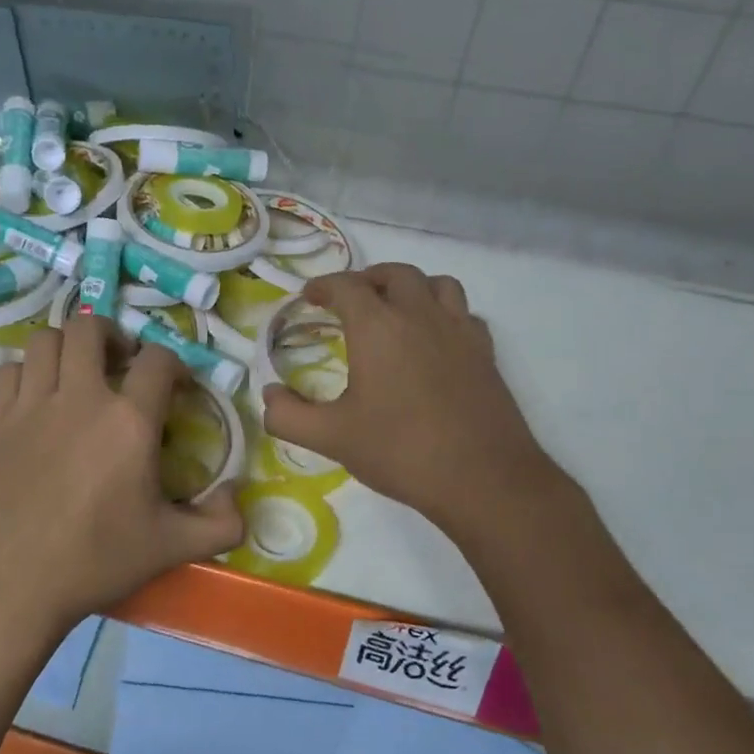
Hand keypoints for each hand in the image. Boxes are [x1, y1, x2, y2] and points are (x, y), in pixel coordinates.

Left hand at [0, 313, 243, 636]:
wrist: (7, 587)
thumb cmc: (94, 563)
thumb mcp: (171, 548)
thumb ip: (221, 523)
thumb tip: (237, 495)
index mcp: (129, 421)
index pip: (158, 360)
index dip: (173, 364)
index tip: (176, 387)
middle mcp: (80, 398)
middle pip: (91, 328)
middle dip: (112, 336)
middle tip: (120, 364)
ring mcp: (31, 405)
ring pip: (45, 340)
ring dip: (67, 347)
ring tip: (76, 374)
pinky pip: (9, 370)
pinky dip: (27, 372)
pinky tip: (36, 399)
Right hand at [262, 264, 566, 538]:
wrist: (483, 479)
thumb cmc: (400, 451)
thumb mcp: (331, 438)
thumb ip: (288, 416)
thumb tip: (268, 395)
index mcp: (378, 327)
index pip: (346, 286)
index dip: (324, 286)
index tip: (310, 296)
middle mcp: (420, 315)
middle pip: (394, 274)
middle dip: (367, 279)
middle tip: (350, 300)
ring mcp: (459, 331)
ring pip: (437, 284)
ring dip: (411, 287)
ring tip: (395, 309)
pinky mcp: (486, 352)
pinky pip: (464, 313)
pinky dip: (444, 313)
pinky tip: (435, 340)